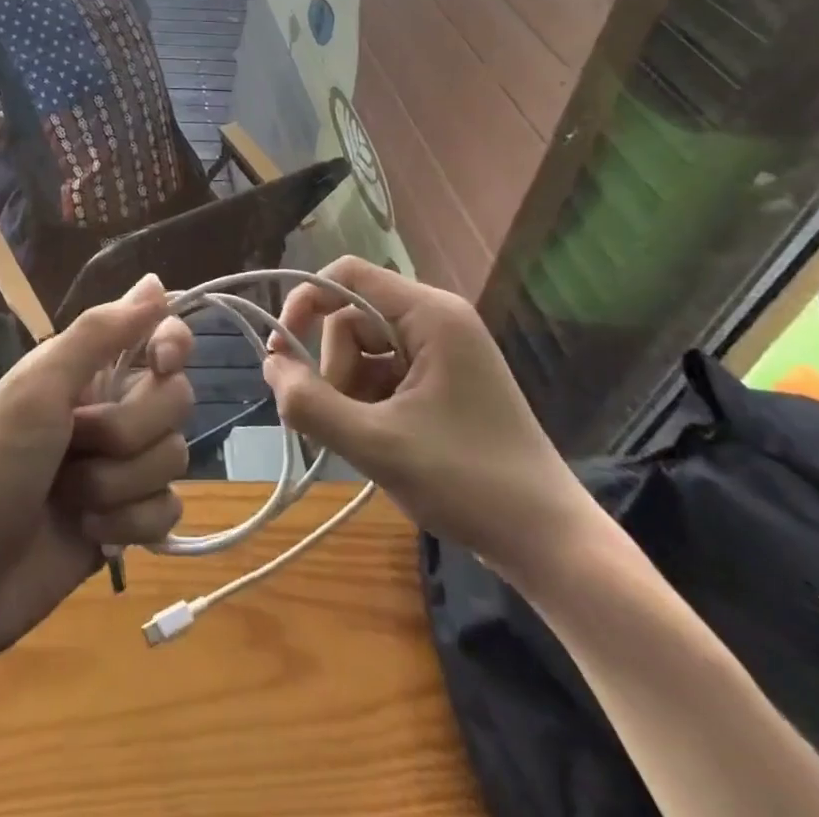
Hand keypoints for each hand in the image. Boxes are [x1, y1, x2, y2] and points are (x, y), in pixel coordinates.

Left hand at [0, 275, 192, 662]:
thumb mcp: (38, 387)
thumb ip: (100, 333)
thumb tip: (157, 281)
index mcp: (89, 370)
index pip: (160, 335)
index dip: (172, 343)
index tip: (161, 362)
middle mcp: (112, 409)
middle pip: (176, 400)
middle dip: (129, 431)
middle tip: (75, 445)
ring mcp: (121, 468)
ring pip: (173, 457)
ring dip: (120, 484)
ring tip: (70, 500)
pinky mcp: (127, 521)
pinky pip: (168, 510)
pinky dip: (131, 524)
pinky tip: (91, 533)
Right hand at [261, 257, 590, 581]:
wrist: (548, 543)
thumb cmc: (466, 483)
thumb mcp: (376, 444)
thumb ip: (311, 403)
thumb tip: (270, 366)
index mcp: (430, 314)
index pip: (346, 274)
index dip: (304, 301)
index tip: (279, 350)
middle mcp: (438, 319)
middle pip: (352, 317)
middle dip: (335, 368)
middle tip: (341, 423)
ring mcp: (444, 350)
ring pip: (365, 348)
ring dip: (350, 389)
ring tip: (367, 439)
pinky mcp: (445, 380)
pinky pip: (386, 371)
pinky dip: (370, 401)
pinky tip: (383, 441)